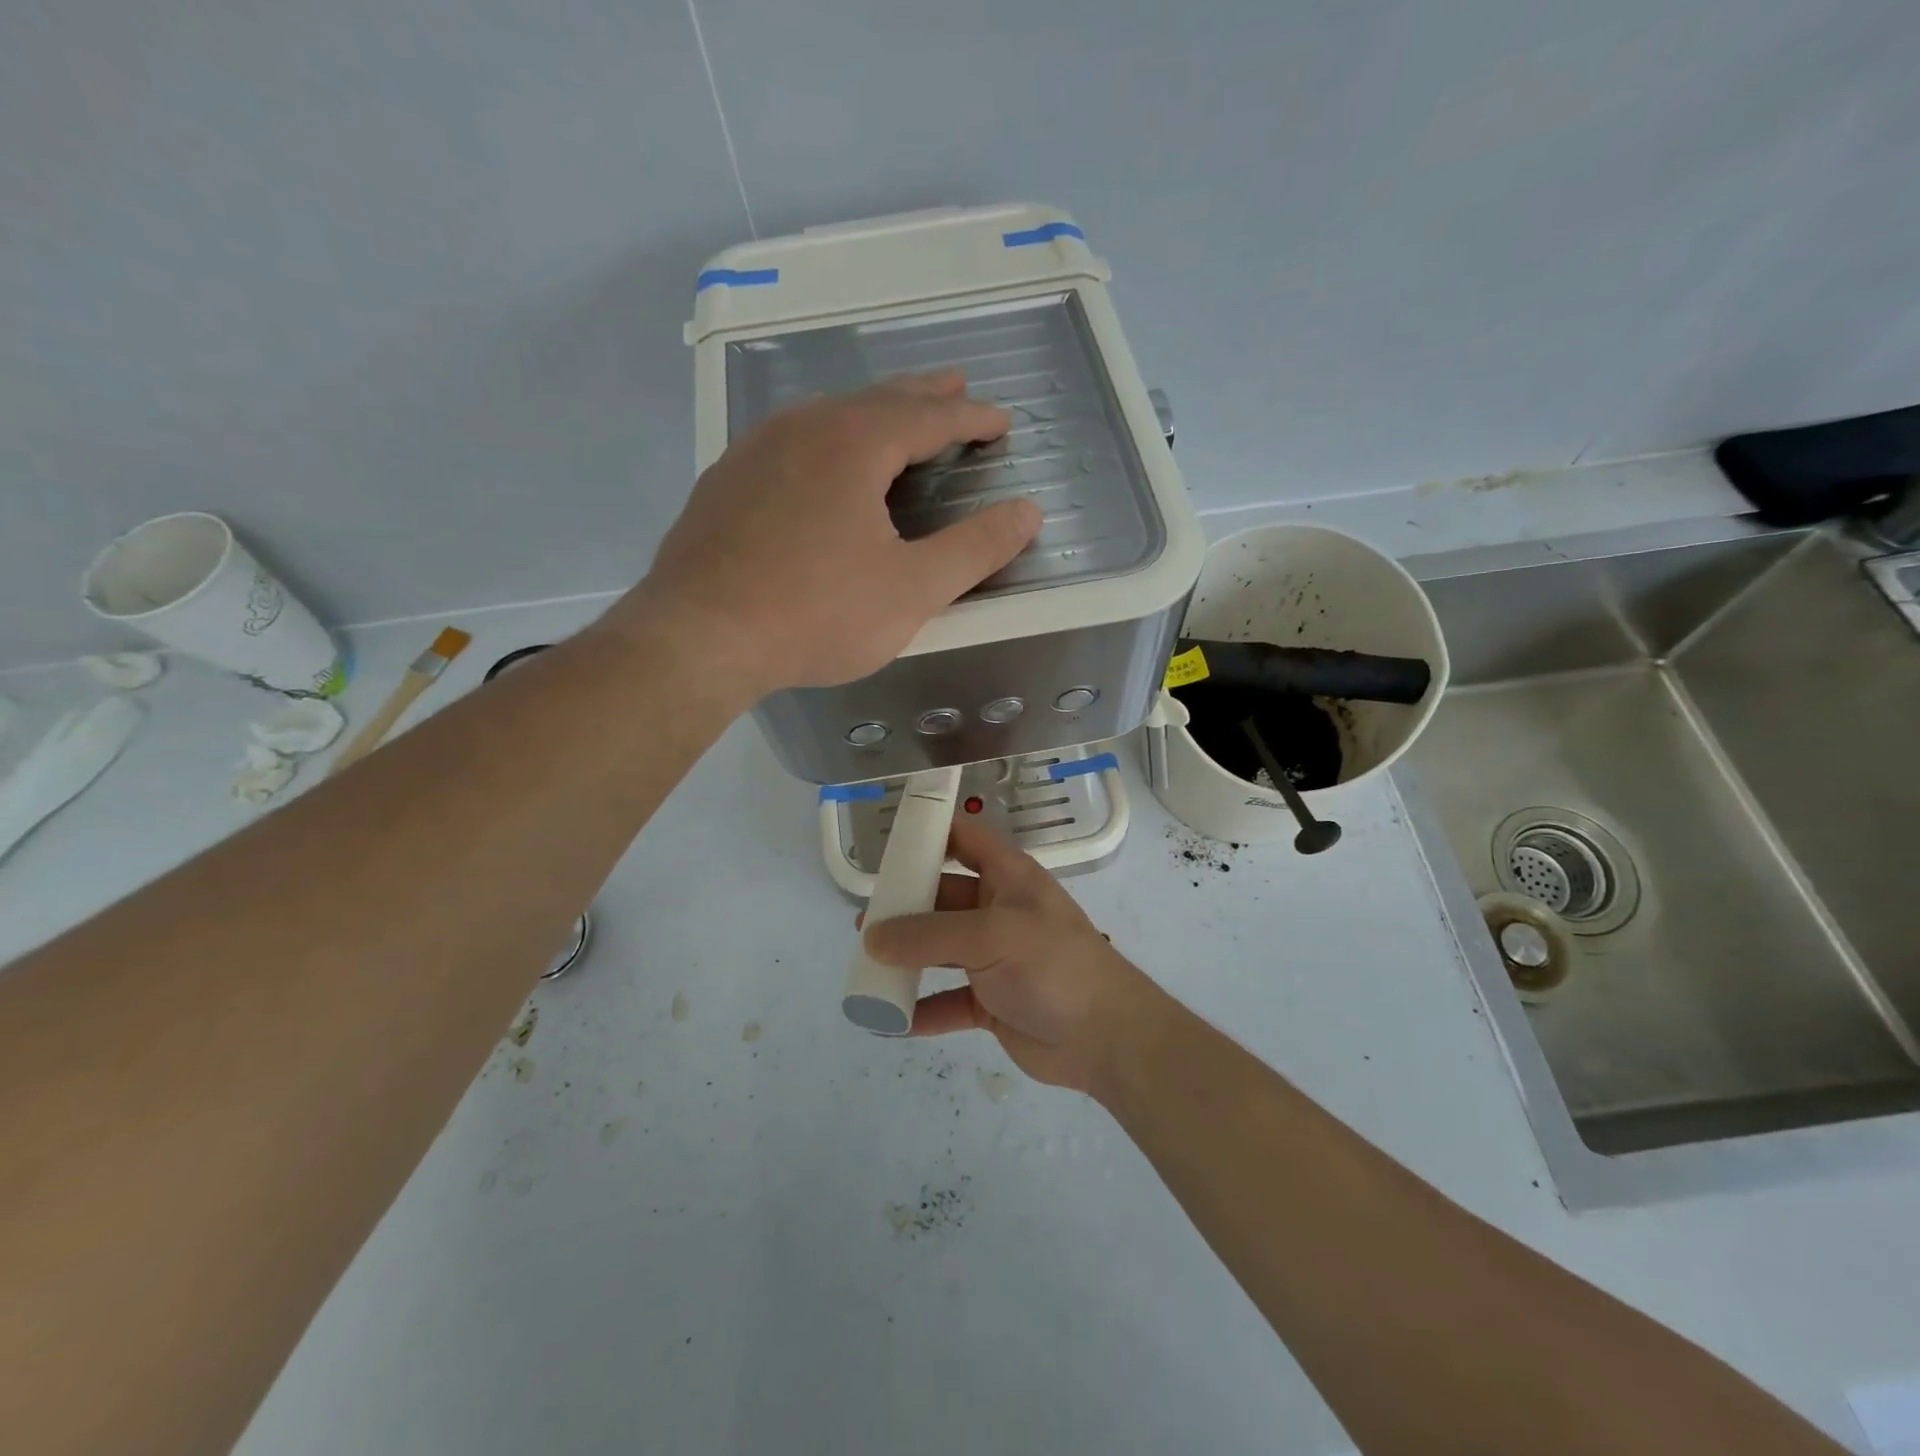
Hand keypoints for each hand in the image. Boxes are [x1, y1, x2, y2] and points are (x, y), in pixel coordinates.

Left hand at [621, 372, 1041, 697]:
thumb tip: (1029, 511)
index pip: (928, 416)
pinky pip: (789, 444)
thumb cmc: (816, 613)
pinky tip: (820, 463)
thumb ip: (975, 548)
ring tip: (894, 417)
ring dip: (870, 413)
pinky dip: (824, 441)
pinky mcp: (724, 483)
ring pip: (826, 416)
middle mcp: (802, 428)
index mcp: (853, 443)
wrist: (699, 637)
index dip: (971, 417)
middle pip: (876, 399)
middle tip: (954, 385)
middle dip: (922, 395)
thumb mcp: (912, 589)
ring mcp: (754, 452)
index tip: (1001, 420)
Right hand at [861, 816, 1160, 1093]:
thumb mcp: (990, 937)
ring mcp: (995, 958)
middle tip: (865, 921)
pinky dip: (921, 1009)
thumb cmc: (1053, 966)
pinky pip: (947, 1001)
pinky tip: (890, 1020)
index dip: (930, 833)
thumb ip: (929, 936)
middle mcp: (998, 911)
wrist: (1106, 1038)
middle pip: (942, 897)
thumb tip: (873, 938)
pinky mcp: (991, 1002)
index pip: (964, 839)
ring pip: (940, 950)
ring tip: (866, 965)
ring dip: (907, 958)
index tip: (888, 842)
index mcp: (1007, 878)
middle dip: (905, 906)